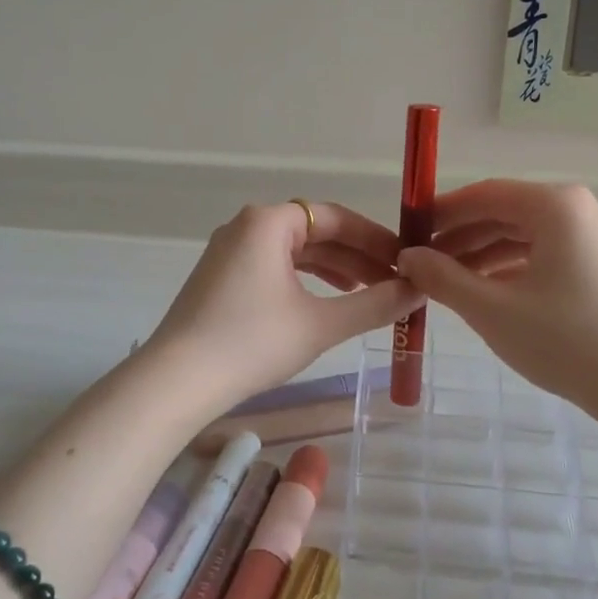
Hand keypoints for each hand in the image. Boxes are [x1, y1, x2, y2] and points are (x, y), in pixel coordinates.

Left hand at [145, 201, 419, 412]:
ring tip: (366, 292)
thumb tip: (419, 290)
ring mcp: (228, 252)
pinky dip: (303, 281)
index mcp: (268, 222)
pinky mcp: (219, 278)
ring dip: (332, 270)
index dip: (375, 238)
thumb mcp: (321, 324)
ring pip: (293, 252)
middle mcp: (246, 226)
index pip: (335, 217)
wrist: (178, 380)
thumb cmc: (252, 342)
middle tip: (393, 282)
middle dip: (356, 257)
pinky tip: (323, 303)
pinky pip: (272, 268)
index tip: (405, 260)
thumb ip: (374, 305)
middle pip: (314, 232)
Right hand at [396, 181, 597, 408]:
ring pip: (524, 236)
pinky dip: (511, 269)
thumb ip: (442, 278)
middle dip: (460, 237)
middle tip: (422, 263)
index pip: (484, 194)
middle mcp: (578, 211)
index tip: (408, 233)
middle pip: (505, 213)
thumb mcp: (491, 309)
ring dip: (482, 255)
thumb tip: (407, 257)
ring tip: (447, 282)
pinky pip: (545, 255)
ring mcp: (595, 239)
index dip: (441, 212)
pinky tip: (486, 293)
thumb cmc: (565, 340)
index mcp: (555, 206)